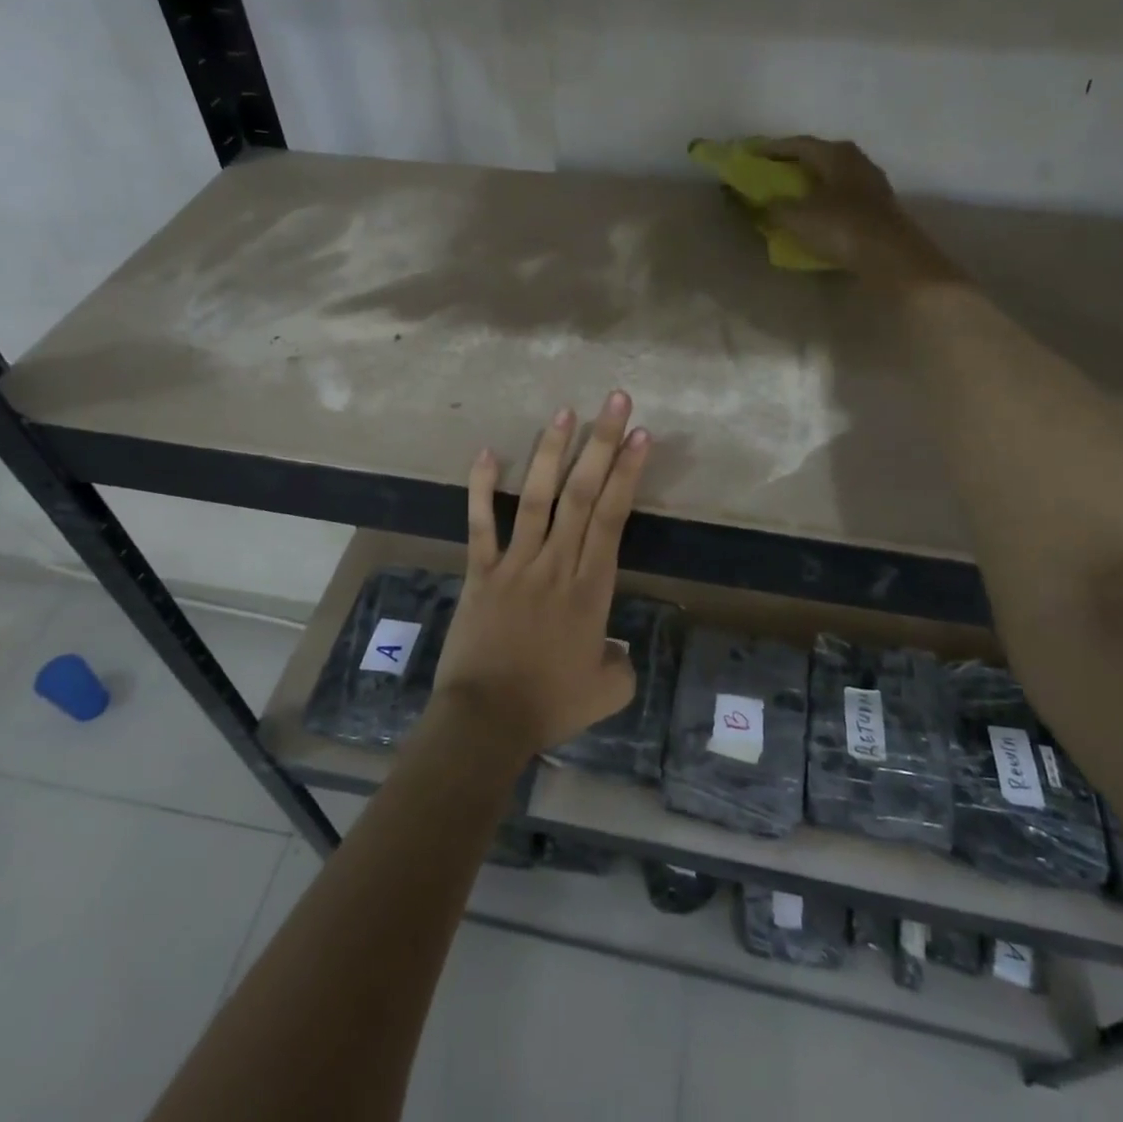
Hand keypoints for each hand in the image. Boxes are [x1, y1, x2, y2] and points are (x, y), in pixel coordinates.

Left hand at [432, 390, 650, 757]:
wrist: (486, 721)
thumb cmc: (550, 705)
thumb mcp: (607, 691)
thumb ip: (620, 663)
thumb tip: (614, 648)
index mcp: (591, 588)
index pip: (613, 517)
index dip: (627, 473)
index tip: (641, 436)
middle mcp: (556, 564)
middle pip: (582, 494)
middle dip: (602, 444)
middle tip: (615, 402)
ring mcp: (515, 564)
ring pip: (537, 499)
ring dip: (551, 453)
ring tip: (564, 412)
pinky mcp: (481, 573)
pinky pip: (481, 525)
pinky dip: (482, 488)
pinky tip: (487, 452)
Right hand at [763, 136, 963, 289]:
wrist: (890, 256)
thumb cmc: (840, 227)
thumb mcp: (797, 217)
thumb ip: (775, 206)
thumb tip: (765, 203)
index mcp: (836, 154)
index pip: (798, 144)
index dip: (773, 149)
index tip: (752, 155)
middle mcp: (856, 161)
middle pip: (819, 157)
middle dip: (793, 165)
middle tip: (771, 174)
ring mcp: (871, 184)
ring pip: (833, 177)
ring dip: (811, 184)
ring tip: (791, 195)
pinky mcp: (878, 208)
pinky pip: (843, 197)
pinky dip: (825, 201)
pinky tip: (815, 214)